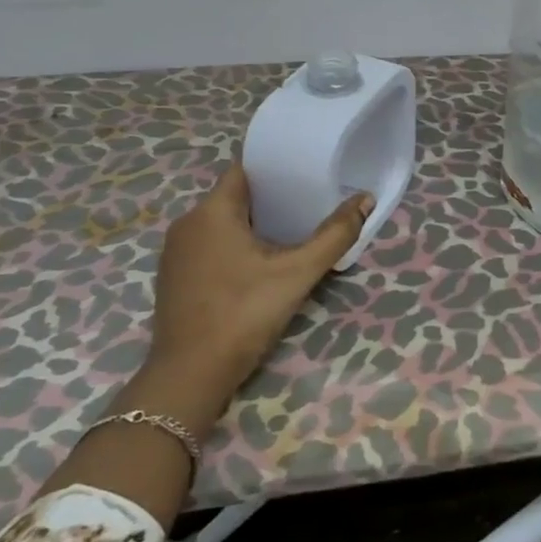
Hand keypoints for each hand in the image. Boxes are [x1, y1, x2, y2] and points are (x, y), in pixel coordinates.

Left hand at [138, 160, 371, 429]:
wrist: (191, 374)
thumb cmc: (244, 313)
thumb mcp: (298, 273)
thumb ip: (334, 235)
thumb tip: (365, 200)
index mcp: (212, 212)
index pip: (243, 169)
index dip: (274, 167)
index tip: (304, 170)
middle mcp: (187, 224)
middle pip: (233, 196)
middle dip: (270, 197)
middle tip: (309, 202)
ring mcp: (176, 252)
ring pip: (220, 223)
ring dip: (252, 224)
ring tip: (291, 229)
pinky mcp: (174, 277)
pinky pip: (209, 245)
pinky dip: (234, 245)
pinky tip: (260, 262)